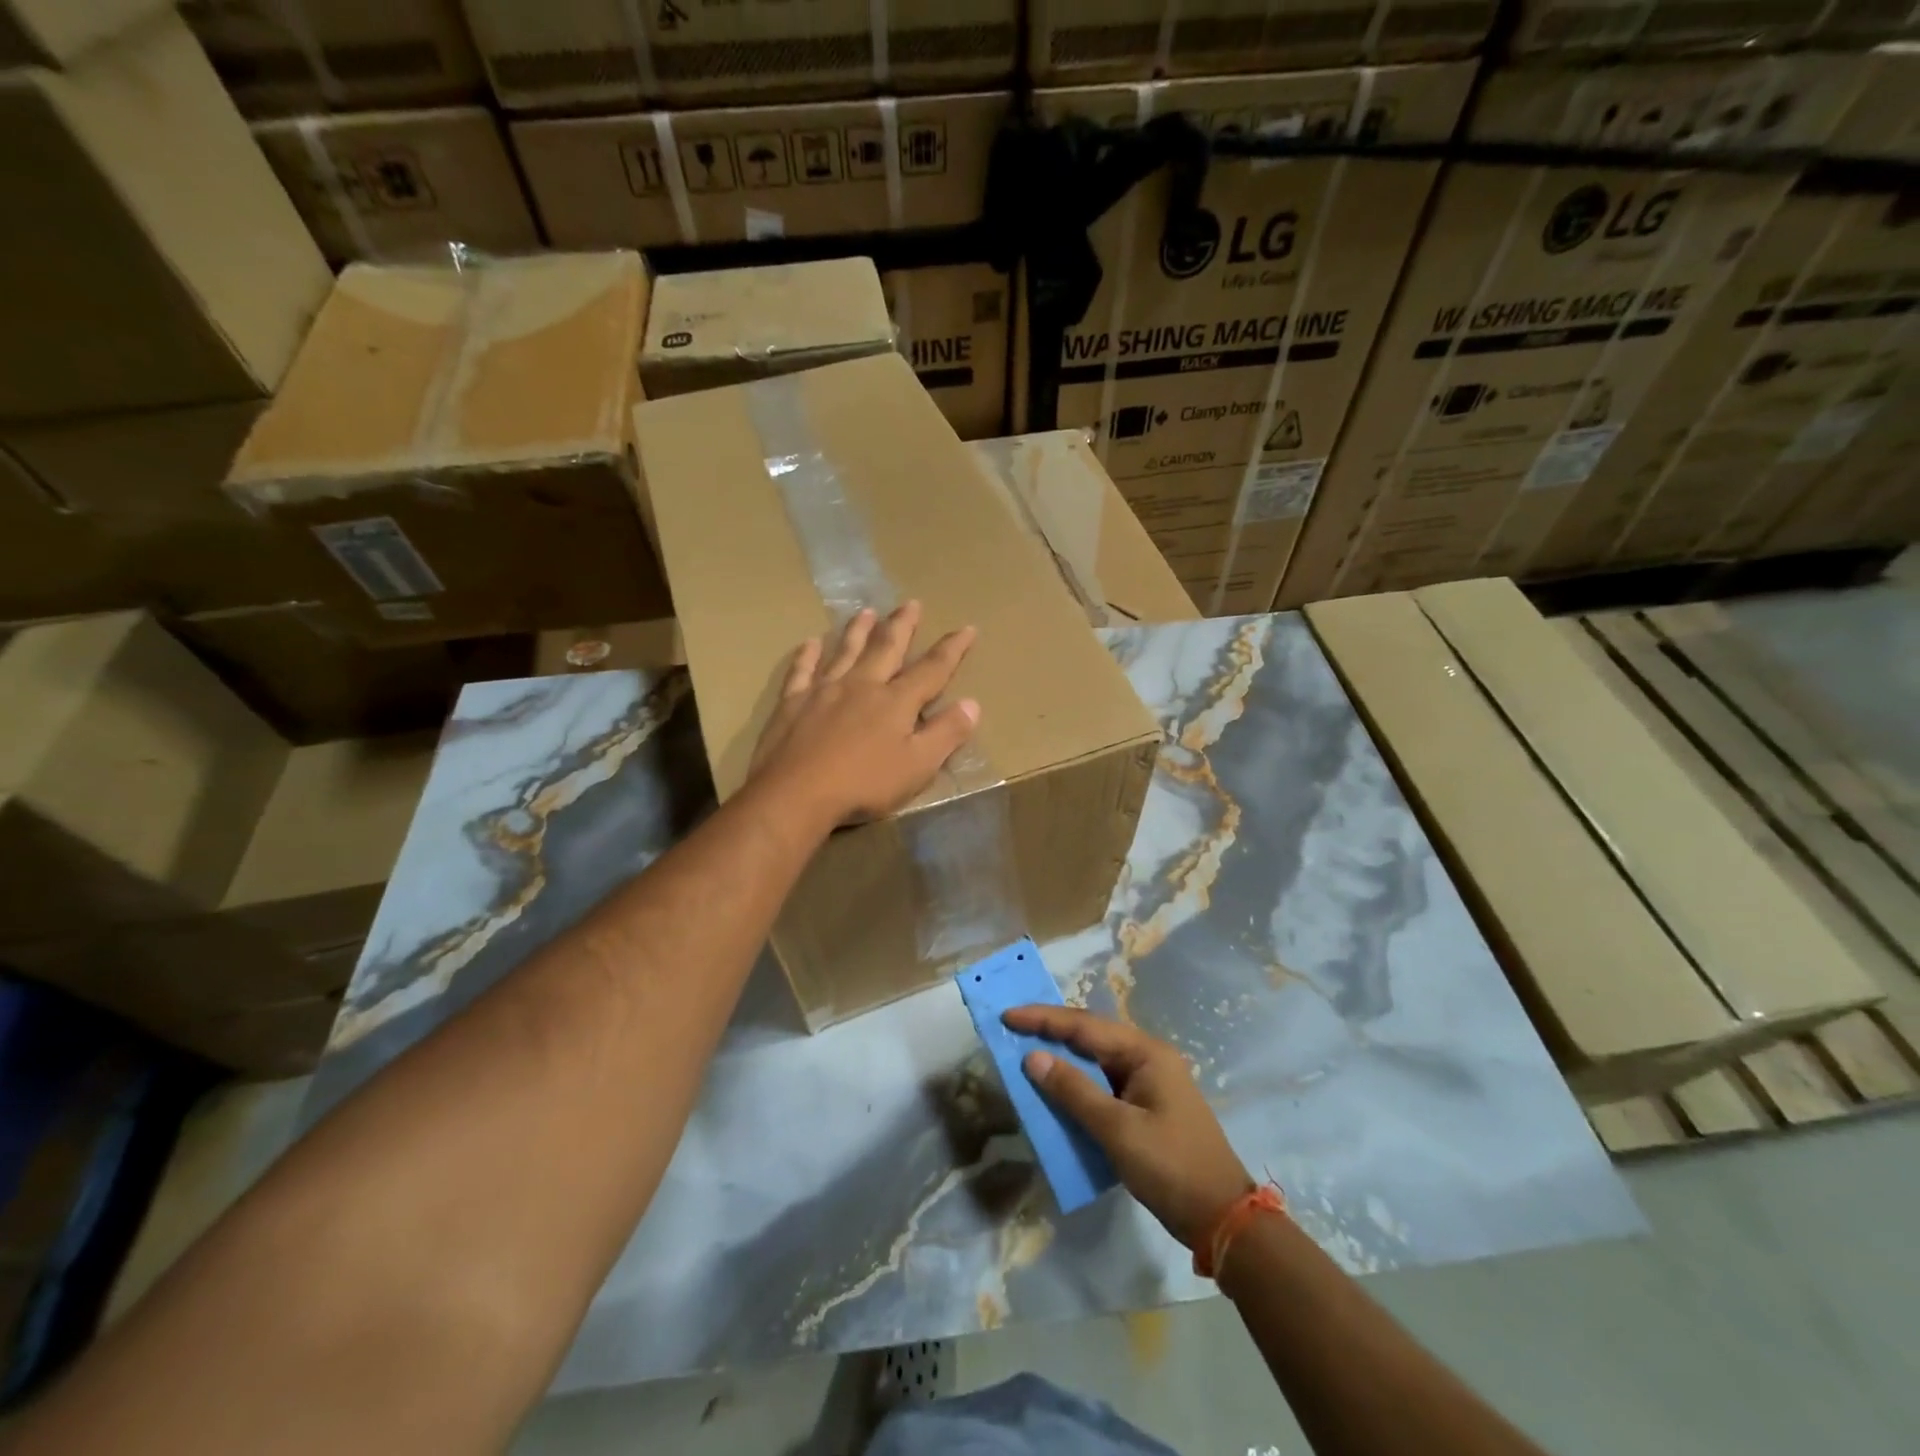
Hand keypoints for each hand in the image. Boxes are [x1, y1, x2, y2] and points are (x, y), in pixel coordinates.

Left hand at [749, 602, 979, 827]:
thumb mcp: (918, 767)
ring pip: (845, 652)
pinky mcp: (792, 703)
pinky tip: (811, 643)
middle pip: (886, 648)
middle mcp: (862, 685)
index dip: (952, 649)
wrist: (796, 794)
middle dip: (902, 626)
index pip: (932, 669)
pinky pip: (802, 671)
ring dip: (858, 630)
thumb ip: (946, 734)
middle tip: (911, 603)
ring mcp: (824, 690)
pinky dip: (807, 655)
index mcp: (896, 702)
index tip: (967, 628)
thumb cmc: (864, 785)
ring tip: (866, 611)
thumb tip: (972, 704)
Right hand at [1004, 1005, 1251, 1250]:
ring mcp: (1148, 1083)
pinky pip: (1103, 1084)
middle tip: (1012, 1028)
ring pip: (1095, 1060)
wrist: (1223, 1219)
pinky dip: (1076, 1084)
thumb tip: (1033, 1057)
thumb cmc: (1171, 1167)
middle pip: (1091, 1036)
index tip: (1008, 1014)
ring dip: (1062, 1058)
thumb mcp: (1118, 1130)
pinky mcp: (1145, 1107)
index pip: (1085, 1026)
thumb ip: (1074, 1091)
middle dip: (1051, 1031)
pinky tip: (1056, 1089)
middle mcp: (1148, 1058)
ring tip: (1025, 1052)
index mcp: (1146, 1053)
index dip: (1044, 1019)